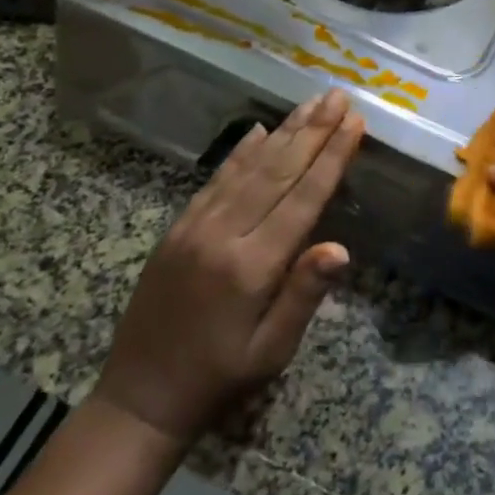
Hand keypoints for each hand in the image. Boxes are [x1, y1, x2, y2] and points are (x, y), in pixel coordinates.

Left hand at [95, 90, 363, 445]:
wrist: (140, 399)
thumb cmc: (220, 378)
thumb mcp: (271, 351)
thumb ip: (304, 295)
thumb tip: (341, 247)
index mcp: (253, 266)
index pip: (303, 198)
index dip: (332, 157)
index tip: (355, 122)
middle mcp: (224, 235)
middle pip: (277, 172)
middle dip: (313, 130)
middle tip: (339, 96)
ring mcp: (196, 228)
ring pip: (248, 168)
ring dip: (284, 131)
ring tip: (311, 102)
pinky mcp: (178, 229)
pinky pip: (215, 180)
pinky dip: (241, 152)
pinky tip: (260, 130)